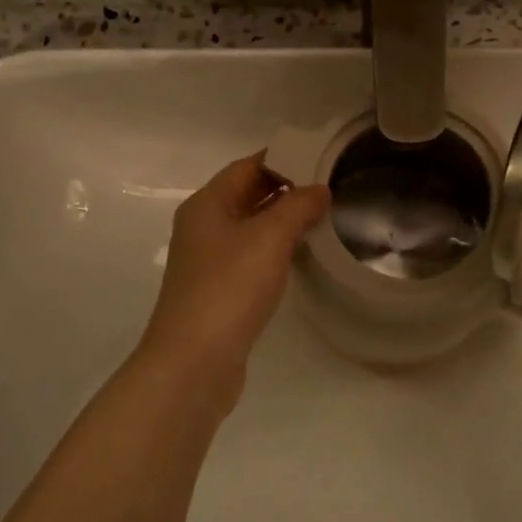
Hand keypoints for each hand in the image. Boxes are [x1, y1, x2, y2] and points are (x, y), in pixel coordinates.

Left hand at [139, 153, 329, 388]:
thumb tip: (318, 189)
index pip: (246, 167)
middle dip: (285, 189)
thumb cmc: (229, 287)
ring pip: (250, 227)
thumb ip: (297, 207)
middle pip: (246, 195)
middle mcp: (203, 227)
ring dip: (282, 220)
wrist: (194, 362)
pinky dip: (274, 249)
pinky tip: (300, 255)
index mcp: (206, 204)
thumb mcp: (269, 238)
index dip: (281, 159)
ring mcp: (208, 261)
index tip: (318, 159)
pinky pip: (250, 256)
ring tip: (322, 217)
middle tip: (328, 187)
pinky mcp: (218, 290)